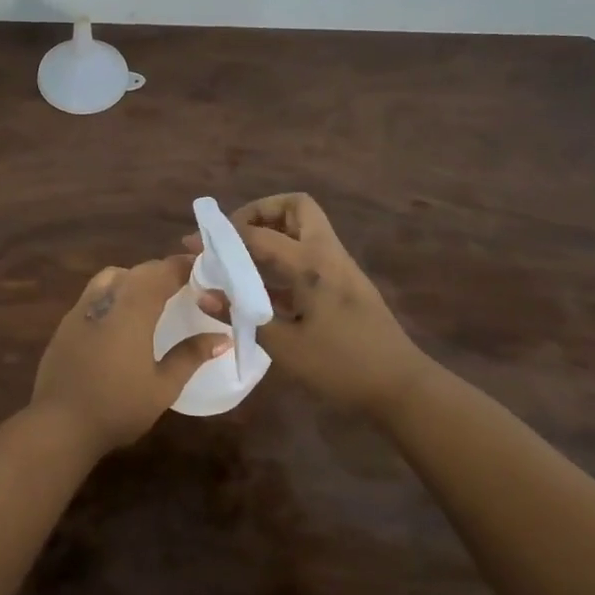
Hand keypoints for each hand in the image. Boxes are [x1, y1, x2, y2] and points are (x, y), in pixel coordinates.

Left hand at [31, 256, 231, 455]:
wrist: (59, 424)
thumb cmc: (118, 406)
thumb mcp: (163, 387)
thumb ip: (191, 356)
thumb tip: (222, 337)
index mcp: (133, 309)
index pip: (163, 272)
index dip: (184, 266)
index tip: (204, 270)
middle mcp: (106, 299)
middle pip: (138, 271)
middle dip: (162, 272)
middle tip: (185, 286)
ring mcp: (81, 309)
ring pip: (112, 277)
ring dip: (135, 278)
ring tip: (152, 298)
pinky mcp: (65, 324)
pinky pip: (95, 294)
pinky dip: (114, 293)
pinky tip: (121, 319)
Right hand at [185, 193, 427, 416]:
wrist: (401, 387)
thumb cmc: (341, 366)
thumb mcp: (285, 346)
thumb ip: (242, 315)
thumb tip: (203, 294)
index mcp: (311, 264)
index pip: (258, 235)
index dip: (221, 237)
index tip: (194, 243)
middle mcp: (327, 254)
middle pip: (295, 206)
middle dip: (260, 212)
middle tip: (234, 236)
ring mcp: (340, 266)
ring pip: (305, 227)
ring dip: (273, 231)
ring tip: (242, 256)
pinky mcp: (344, 282)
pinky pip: (310, 251)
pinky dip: (284, 254)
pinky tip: (263, 285)